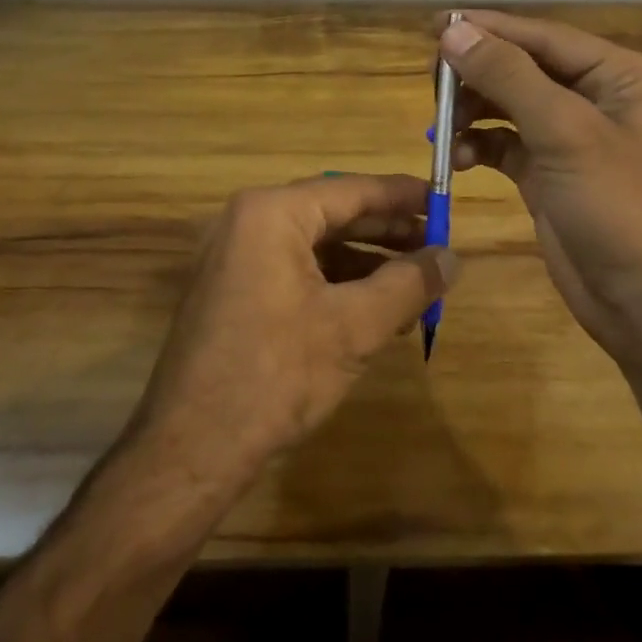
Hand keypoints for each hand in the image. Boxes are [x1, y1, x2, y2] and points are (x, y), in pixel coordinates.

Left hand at [132, 174, 455, 485]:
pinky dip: (337, 283)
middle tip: (437, 245)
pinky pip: (295, 269)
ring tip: (415, 282)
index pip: (352, 190)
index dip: (404, 196)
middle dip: (388, 232)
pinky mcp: (233, 290)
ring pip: (316, 245)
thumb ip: (408, 284)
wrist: (190, 451)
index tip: (445, 200)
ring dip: (367, 262)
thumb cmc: (275, 375)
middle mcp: (248, 221)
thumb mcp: (354, 327)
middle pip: (333, 213)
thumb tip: (451, 257)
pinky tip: (374, 309)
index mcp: (271, 213)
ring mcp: (235, 256)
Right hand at [439, 11, 641, 368]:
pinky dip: (478, 144)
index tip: (437, 25)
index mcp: (619, 75)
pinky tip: (457, 157)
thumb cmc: (619, 206)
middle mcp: (596, 98)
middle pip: (523, 67)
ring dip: (473, 110)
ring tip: (441, 125)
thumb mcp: (565, 132)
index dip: (489, 29)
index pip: (543, 37)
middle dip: (478, 74)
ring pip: (508, 104)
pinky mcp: (548, 173)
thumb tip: (454, 33)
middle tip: (433, 81)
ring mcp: (570, 138)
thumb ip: (508, 76)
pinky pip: (504, 143)